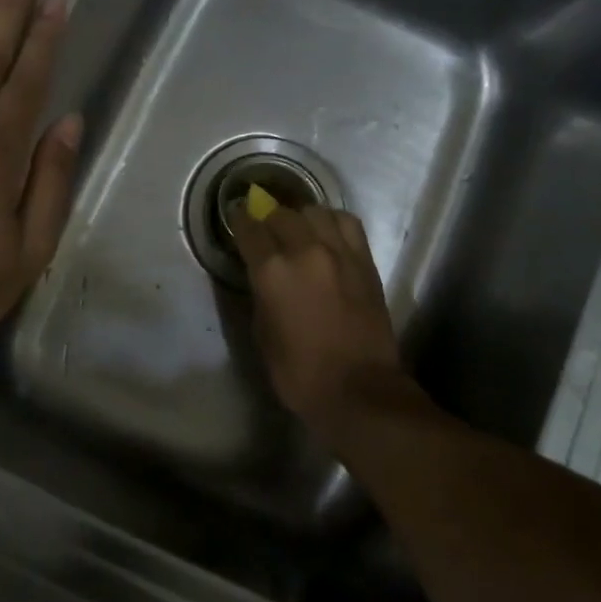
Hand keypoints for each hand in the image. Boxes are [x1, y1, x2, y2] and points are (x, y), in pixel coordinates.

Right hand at [227, 203, 405, 426]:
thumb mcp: (263, 334)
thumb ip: (260, 294)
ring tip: (298, 231)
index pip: (249, 228)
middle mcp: (305, 251)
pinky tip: (327, 233)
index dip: (239, 219)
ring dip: (300, 218)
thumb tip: (262, 274)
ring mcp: (339, 252)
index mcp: (272, 271)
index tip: (236, 215)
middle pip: (282, 214)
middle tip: (266, 230)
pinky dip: (332, 221)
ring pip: (315, 211)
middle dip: (268, 218)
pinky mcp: (364, 260)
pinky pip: (347, 223)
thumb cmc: (300, 373)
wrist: (358, 390)